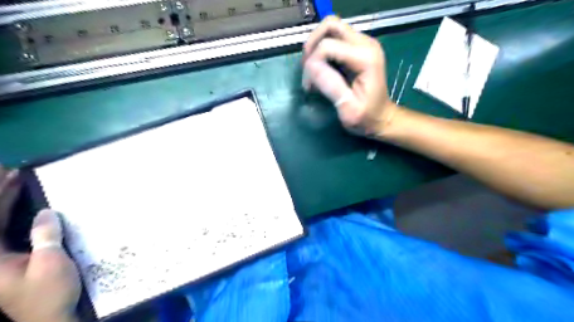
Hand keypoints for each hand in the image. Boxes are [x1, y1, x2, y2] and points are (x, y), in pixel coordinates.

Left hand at [0, 169, 79, 321]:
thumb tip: (46, 212)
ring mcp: (1, 258)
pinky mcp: (15, 260)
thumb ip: (46, 236)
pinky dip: (16, 217)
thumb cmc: (49, 292)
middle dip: (0, 196)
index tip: (11, 175)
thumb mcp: (50, 264)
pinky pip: (9, 232)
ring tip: (18, 184)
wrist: (51, 316)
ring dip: (6, 204)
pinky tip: (29, 207)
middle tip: (14, 174)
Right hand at [301, 16, 399, 136]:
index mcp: (365, 58)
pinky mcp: (357, 47)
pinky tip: (321, 70)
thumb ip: (331, 86)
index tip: (309, 87)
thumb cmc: (366, 117)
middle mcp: (366, 44)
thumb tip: (310, 67)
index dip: (312, 64)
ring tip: (312, 71)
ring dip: (316, 47)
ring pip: (330, 29)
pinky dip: (322, 50)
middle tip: (307, 71)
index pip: (327, 46)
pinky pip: (334, 38)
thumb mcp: (348, 109)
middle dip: (312, 47)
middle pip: (330, 26)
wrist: (381, 117)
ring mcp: (362, 43)